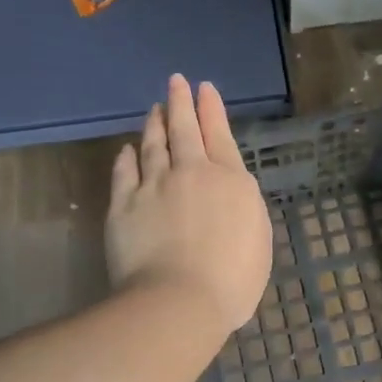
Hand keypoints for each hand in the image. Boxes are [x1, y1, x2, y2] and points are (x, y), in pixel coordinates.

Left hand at [107, 75, 271, 340]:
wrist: (180, 300)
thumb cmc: (233, 278)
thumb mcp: (257, 238)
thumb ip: (242, 206)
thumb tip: (227, 191)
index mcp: (230, 180)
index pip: (219, 135)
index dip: (211, 109)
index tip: (204, 88)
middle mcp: (191, 173)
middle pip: (184, 130)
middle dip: (181, 103)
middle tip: (176, 82)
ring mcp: (154, 186)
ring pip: (153, 145)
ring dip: (154, 124)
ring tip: (153, 108)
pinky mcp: (123, 205)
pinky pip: (124, 173)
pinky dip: (127, 158)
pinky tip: (127, 149)